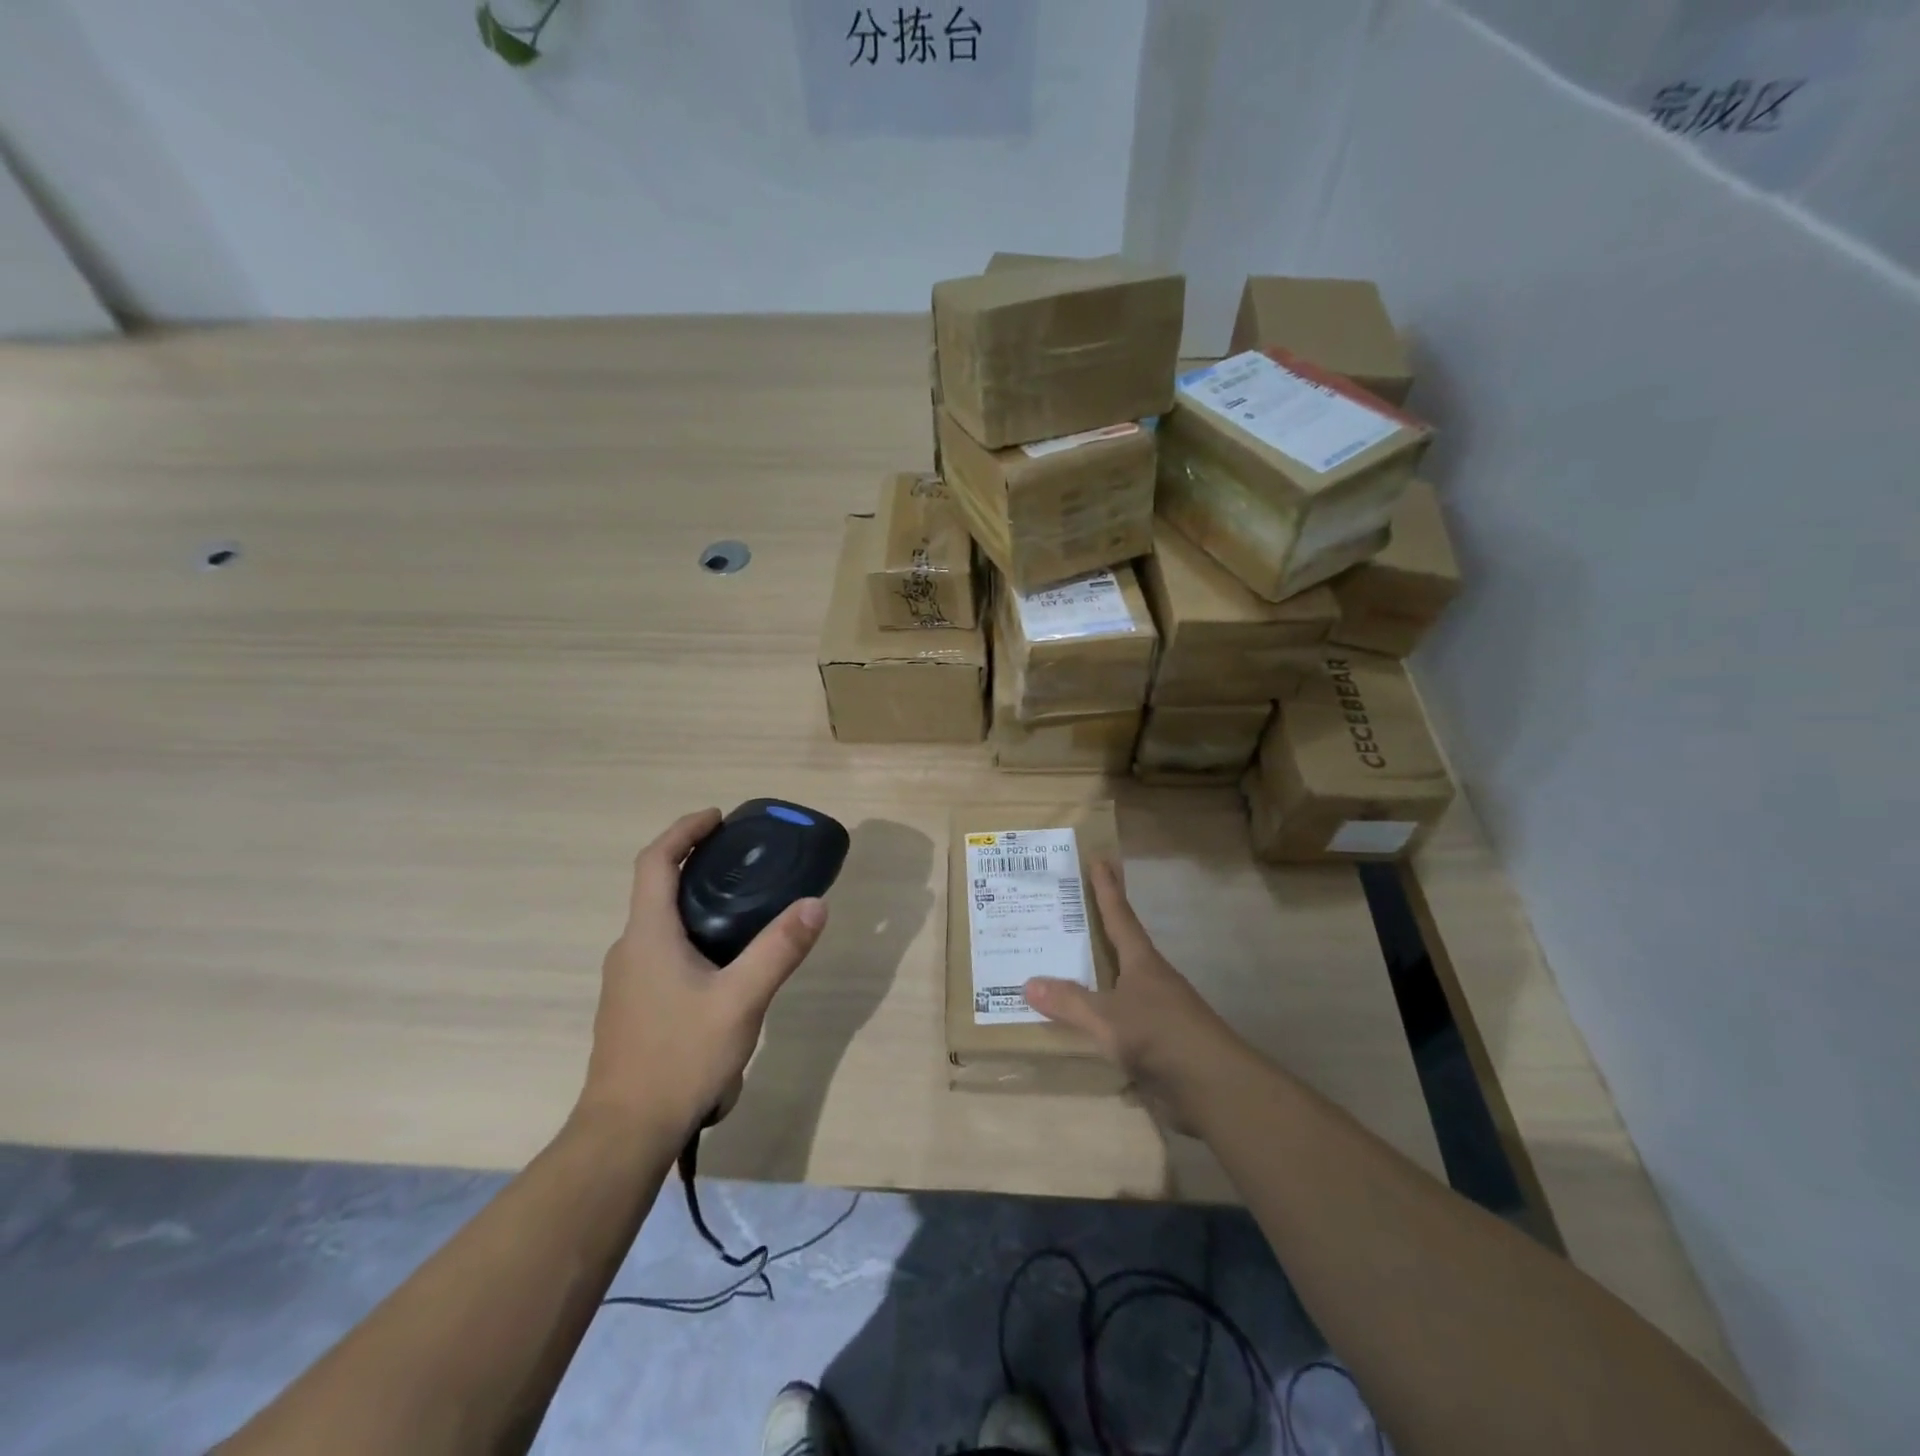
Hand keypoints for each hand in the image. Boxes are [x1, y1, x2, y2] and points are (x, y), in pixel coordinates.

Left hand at [578, 808, 828, 1138]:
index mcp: (648, 936)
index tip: (718, 818)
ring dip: (695, 903)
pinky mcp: (633, 1008)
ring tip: (744, 908)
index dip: (684, 831)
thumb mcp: (741, 1001)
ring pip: (661, 925)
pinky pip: (662, 953)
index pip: (655, 862)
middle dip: (695, 864)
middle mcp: (630, 950)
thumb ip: (779, 949)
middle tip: (743, 860)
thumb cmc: (679, 1058)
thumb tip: (815, 903)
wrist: (625, 1134)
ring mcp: (627, 982)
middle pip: (657, 889)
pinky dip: (691, 936)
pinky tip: (724, 966)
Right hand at [1024, 861, 1248, 1131]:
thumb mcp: (1108, 1018)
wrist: (1213, 1088)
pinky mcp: (1157, 1044)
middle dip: (1098, 929)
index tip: (1099, 860)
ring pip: (1119, 984)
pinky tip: (1079, 1023)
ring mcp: (1156, 1013)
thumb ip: (1070, 1002)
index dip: (1107, 889)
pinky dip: (1098, 1016)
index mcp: (1142, 963)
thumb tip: (1027, 983)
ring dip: (1096, 975)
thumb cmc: (1160, 1036)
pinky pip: (1118, 1021)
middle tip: (1068, 910)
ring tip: (1062, 966)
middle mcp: (1150, 981)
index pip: (1120, 916)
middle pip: (1121, 947)